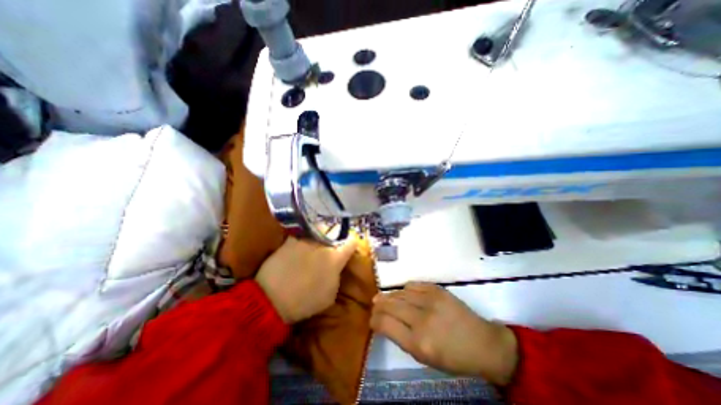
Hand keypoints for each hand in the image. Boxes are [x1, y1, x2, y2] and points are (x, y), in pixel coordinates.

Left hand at [256, 236, 356, 323]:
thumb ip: (337, 277)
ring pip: (318, 232)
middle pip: (334, 235)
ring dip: (318, 238)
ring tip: (311, 247)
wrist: (272, 299)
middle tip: (328, 248)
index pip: (351, 244)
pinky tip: (297, 247)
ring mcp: (306, 241)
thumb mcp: (329, 296)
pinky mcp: (290, 241)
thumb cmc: (304, 302)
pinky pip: (300, 235)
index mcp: (335, 259)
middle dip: (333, 241)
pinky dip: (301, 239)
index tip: (350, 246)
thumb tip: (337, 268)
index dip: (352, 244)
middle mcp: (323, 245)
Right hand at [371, 282, 518, 385]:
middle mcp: (422, 319)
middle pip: (390, 305)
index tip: (372, 319)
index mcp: (418, 343)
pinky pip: (412, 285)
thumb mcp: (424, 357)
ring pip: (399, 293)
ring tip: (384, 298)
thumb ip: (401, 338)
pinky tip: (403, 294)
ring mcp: (430, 300)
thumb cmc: (452, 357)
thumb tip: (383, 321)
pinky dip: (404, 289)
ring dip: (389, 296)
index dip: (374, 320)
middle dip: (378, 305)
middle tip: (374, 305)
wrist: (483, 343)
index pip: (385, 324)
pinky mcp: (437, 289)